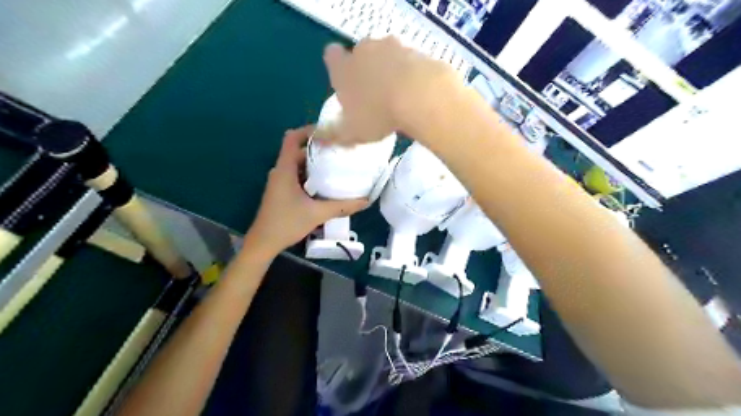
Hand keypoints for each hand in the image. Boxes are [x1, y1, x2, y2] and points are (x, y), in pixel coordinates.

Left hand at [246, 127, 366, 255]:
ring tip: (337, 164)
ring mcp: (280, 181)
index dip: (309, 130)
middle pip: (298, 150)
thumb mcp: (317, 214)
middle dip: (318, 148)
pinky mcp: (282, 190)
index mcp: (285, 169)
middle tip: (340, 150)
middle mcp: (281, 171)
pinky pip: (297, 175)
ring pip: (298, 163)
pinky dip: (311, 174)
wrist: (264, 242)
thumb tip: (365, 201)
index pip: (292, 138)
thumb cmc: (286, 224)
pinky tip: (326, 183)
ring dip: (315, 162)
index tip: (329, 132)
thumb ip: (342, 206)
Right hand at [323, 36, 457, 145]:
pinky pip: (408, 60)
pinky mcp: (416, 50)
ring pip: (386, 55)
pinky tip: (416, 92)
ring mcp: (391, 46)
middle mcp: (364, 50)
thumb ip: (332, 134)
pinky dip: (410, 72)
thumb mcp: (350, 132)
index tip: (345, 83)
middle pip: (360, 54)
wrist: (419, 96)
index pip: (331, 55)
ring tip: (398, 96)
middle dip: (365, 70)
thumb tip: (315, 138)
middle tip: (374, 95)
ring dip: (389, 70)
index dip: (337, 67)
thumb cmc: (376, 115)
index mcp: (343, 68)